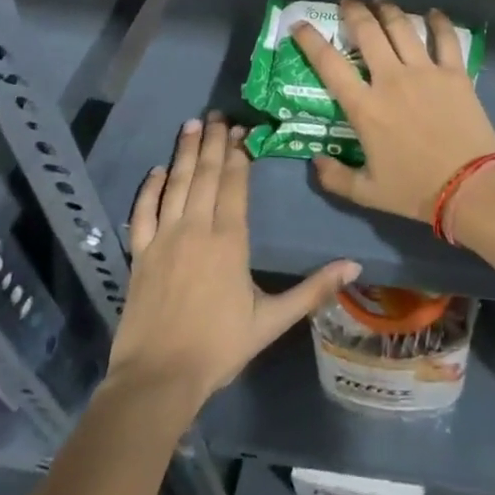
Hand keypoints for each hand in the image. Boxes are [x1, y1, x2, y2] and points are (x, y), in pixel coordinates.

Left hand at [108, 114, 359, 407]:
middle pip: (206, 174)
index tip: (244, 131)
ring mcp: (163, 239)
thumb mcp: (272, 320)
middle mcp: (196, 228)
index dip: (239, 154)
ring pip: (176, 184)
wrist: (157, 379)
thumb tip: (355, 266)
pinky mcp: (139, 254)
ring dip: (185, 152)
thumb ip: (313, 289)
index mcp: (229, 240)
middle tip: (219, 115)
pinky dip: (150, 188)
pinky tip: (157, 170)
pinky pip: (142, 212)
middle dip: (214, 142)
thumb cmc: (219, 347)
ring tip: (193, 124)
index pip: (234, 184)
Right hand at [294, 0, 494, 227]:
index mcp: (365, 107)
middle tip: (348, 1)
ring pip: (402, 27)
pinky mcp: (455, 72)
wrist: (469, 187)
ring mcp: (425, 72)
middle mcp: (391, 80)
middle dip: (353, 11)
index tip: (300, 25)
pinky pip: (445, 38)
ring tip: (380, 1)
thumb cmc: (415, 190)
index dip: (311, 41)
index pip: (330, 64)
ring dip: (388, 9)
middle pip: (367, 32)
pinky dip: (438, 21)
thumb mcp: (367, 193)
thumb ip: (335, 177)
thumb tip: (315, 160)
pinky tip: (432, 12)